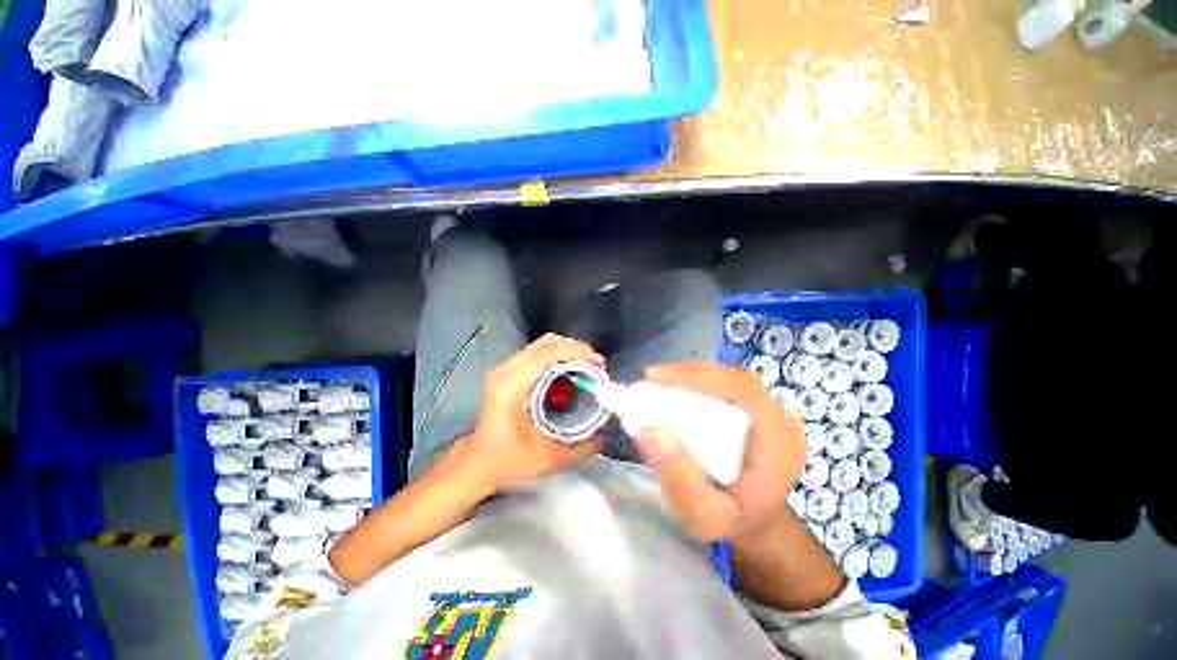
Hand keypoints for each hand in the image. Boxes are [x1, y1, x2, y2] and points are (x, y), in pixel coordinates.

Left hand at [463, 333, 607, 491]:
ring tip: (587, 367)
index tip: (599, 364)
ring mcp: (506, 369)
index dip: (578, 353)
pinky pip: (538, 353)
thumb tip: (608, 429)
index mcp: (512, 387)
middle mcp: (507, 371)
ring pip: (543, 345)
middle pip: (547, 343)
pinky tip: (570, 372)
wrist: (476, 463)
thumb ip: (583, 447)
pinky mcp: (509, 372)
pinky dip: (559, 356)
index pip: (548, 354)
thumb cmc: (508, 461)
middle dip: (577, 349)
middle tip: (597, 366)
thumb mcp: (550, 459)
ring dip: (569, 351)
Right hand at [634, 362, 804, 542]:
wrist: (756, 521)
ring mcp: (771, 411)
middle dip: (689, 374)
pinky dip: (697, 383)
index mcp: (779, 444)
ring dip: (691, 376)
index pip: (742, 390)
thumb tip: (649, 431)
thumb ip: (681, 480)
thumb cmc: (732, 521)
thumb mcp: (703, 516)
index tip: (658, 378)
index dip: (699, 377)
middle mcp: (781, 420)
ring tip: (658, 383)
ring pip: (728, 378)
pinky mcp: (757, 409)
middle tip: (652, 379)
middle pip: (733, 378)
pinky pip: (726, 386)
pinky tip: (676, 389)